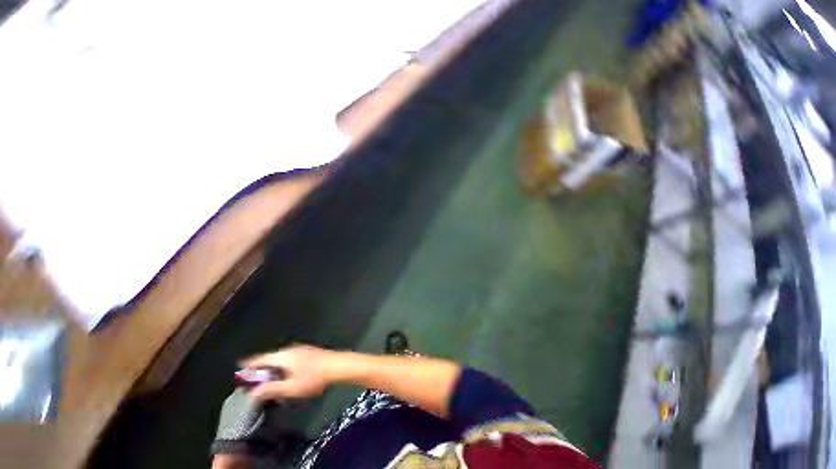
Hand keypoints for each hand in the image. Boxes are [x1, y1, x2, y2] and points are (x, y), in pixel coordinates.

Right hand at [240, 345, 338, 400]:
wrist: (337, 366)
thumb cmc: (313, 378)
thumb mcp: (291, 388)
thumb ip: (271, 390)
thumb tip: (252, 393)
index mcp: (284, 356)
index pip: (262, 358)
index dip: (250, 364)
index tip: (239, 367)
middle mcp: (291, 349)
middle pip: (271, 357)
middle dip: (260, 367)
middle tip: (251, 378)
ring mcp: (301, 349)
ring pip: (281, 358)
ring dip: (272, 367)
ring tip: (266, 378)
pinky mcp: (308, 352)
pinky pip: (289, 358)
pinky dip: (281, 365)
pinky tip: (284, 374)